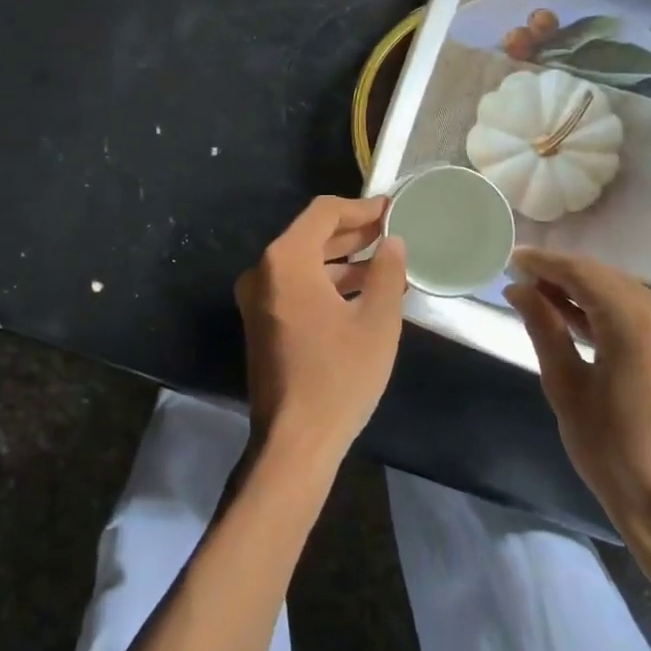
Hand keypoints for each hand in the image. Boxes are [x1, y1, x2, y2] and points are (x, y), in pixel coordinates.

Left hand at [235, 195, 407, 467]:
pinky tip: (363, 293)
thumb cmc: (339, 376)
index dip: (361, 208)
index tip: (392, 210)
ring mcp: (257, 298)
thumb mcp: (377, 321)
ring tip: (386, 264)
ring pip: (304, 262)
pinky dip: (328, 283)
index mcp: (286, 260)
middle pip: (311, 235)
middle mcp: (263, 271)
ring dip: (343, 260)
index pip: (324, 213)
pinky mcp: (261, 322)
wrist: (294, 442)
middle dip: (353, 233)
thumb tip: (393, 243)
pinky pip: (297, 287)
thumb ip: (387, 272)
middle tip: (393, 233)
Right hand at [505, 248, 650, 555]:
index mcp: (638, 325)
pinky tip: (574, 314)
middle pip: (606, 277)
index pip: (584, 274)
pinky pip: (640, 310)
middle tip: (520, 278)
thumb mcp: (566, 386)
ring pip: (623, 291)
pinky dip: (607, 307)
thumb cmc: (611, 452)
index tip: (511, 259)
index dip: (545, 263)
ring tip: (538, 294)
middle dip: (562, 274)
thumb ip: (544, 328)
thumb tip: (517, 289)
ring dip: (583, 289)